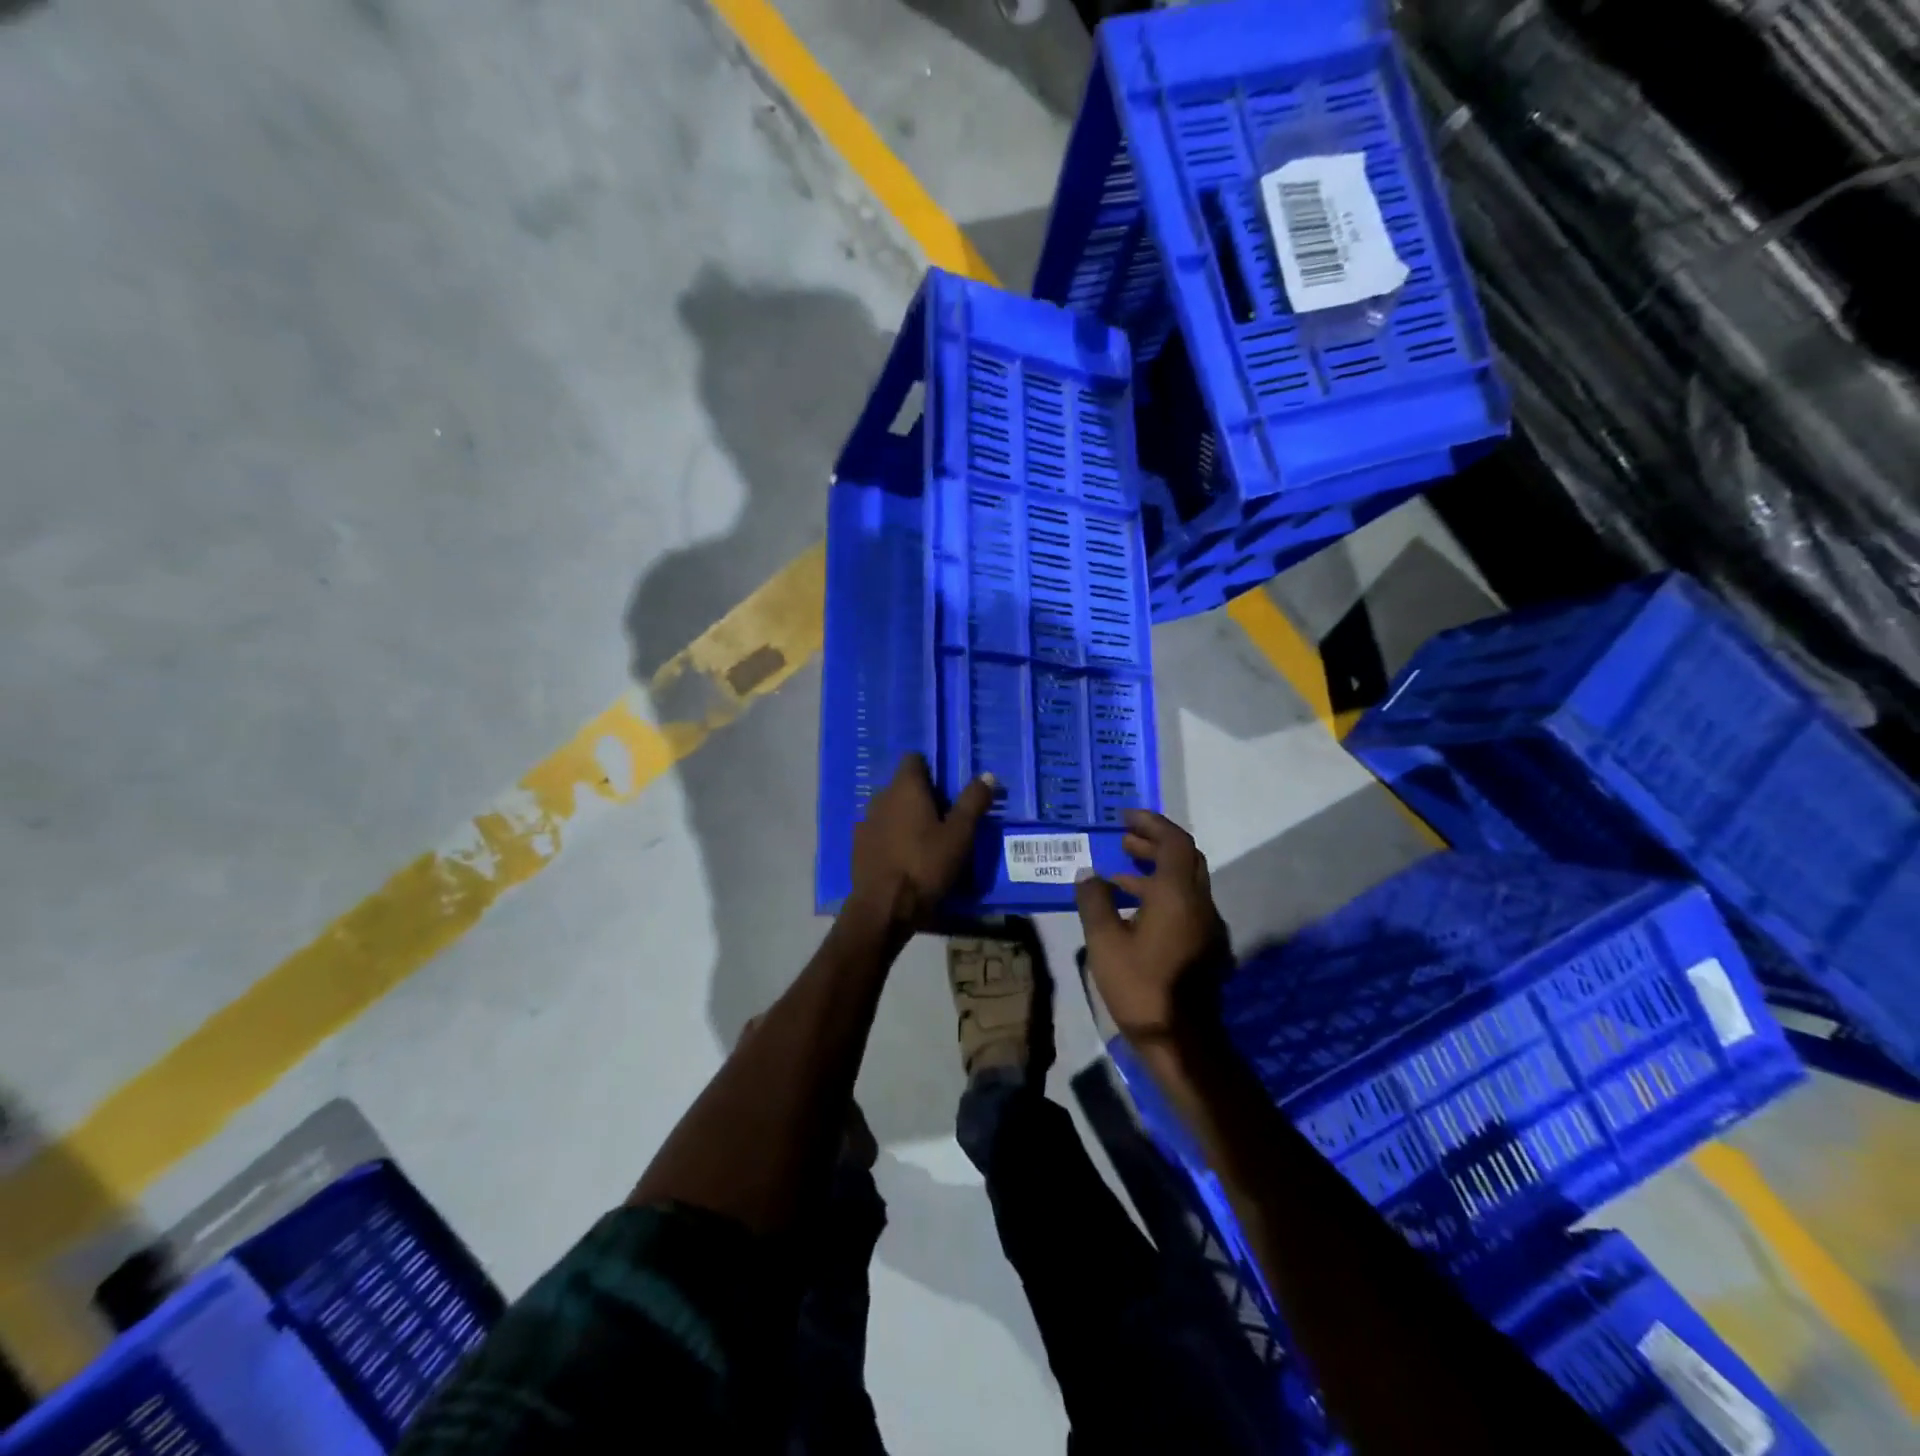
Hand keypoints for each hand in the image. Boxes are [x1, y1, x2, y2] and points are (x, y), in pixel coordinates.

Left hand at [850, 753, 994, 930]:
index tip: (948, 790)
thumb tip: (987, 774)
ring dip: (905, 818)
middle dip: (921, 796)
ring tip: (926, 841)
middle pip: (903, 785)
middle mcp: (881, 797)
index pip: (914, 759)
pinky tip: (905, 858)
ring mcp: (865, 821)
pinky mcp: (858, 846)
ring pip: (890, 809)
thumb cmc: (926, 864)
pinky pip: (879, 831)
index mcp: (905, 787)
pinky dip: (892, 837)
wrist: (884, 906)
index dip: (932, 770)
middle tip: (945, 819)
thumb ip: (973, 801)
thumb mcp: (960, 834)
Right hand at [1074, 810, 1227, 1042]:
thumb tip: (1088, 874)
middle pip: (1184, 859)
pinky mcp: (1205, 947)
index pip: (1174, 842)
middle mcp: (1199, 903)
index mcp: (1177, 895)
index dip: (1151, 824)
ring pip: (1185, 883)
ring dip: (1155, 871)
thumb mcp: (1104, 942)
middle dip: (1154, 844)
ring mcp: (1206, 927)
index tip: (1125, 818)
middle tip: (1123, 841)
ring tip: (1118, 875)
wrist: (1182, 1041)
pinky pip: (1184, 905)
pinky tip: (1132, 912)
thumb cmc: (1141, 986)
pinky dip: (1161, 895)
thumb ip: (1094, 901)